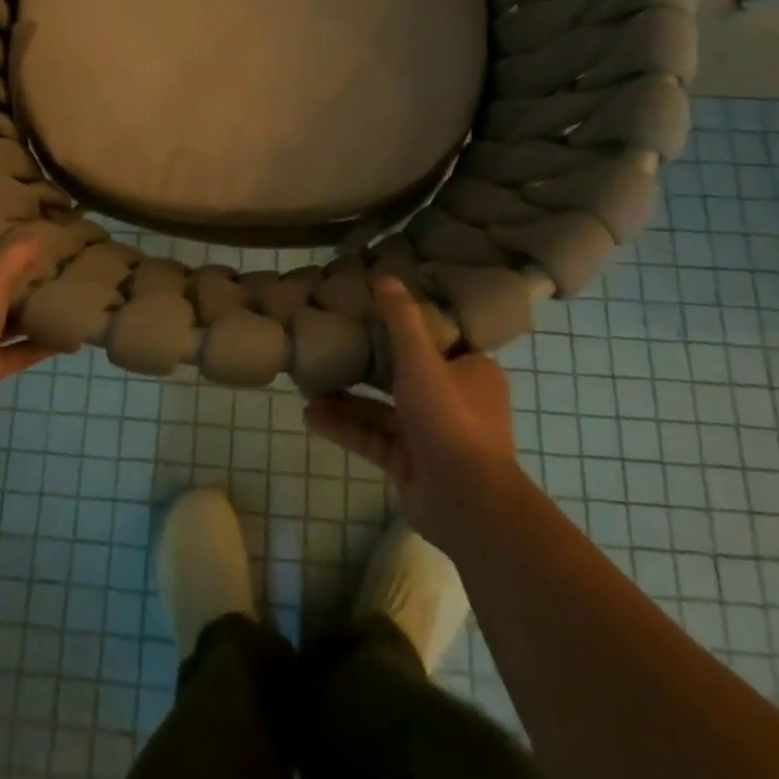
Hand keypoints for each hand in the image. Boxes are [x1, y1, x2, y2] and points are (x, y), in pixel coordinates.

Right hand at [302, 276, 521, 557]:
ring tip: (307, 384)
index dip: (407, 325)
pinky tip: (310, 416)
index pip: (438, 340)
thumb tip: (384, 277)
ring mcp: (429, 434)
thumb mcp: (422, 359)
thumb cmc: (450, 417)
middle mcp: (453, 400)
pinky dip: (344, 427)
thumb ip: (401, 319)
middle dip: (366, 363)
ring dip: (347, 398)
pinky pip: (372, 437)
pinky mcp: (408, 463)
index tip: (372, 310)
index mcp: (471, 372)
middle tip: (332, 345)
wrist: (466, 501)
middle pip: (403, 372)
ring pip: (382, 408)